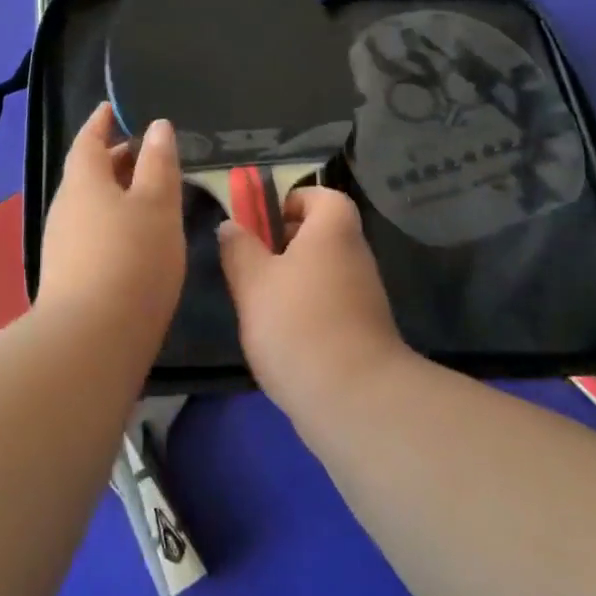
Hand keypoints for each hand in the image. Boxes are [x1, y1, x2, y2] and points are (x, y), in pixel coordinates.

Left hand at [36, 103, 186, 334]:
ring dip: (117, 192)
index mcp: (83, 182)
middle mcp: (66, 207)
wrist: (91, 341)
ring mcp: (63, 244)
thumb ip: (158, 164)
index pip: (88, 140)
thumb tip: (157, 126)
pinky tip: (137, 238)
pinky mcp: (69, 276)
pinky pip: (92, 232)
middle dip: (115, 158)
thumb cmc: (131, 258)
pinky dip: (114, 221)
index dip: (101, 121)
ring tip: (151, 193)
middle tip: (147, 152)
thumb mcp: (156, 204)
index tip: (113, 108)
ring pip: (91, 204)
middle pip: (89, 172)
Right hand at [218, 187, 410, 418]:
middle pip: (319, 235)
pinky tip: (281, 340)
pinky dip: (306, 314)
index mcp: (333, 229)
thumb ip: (238, 248)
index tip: (260, 227)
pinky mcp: (364, 331)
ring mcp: (364, 295)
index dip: (289, 203)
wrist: (354, 399)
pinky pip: (329, 305)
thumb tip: (232, 226)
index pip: (320, 196)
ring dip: (291, 284)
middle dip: (282, 246)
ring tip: (259, 308)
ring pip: (321, 272)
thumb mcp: (252, 281)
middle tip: (249, 268)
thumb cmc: (297, 324)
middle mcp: (355, 255)